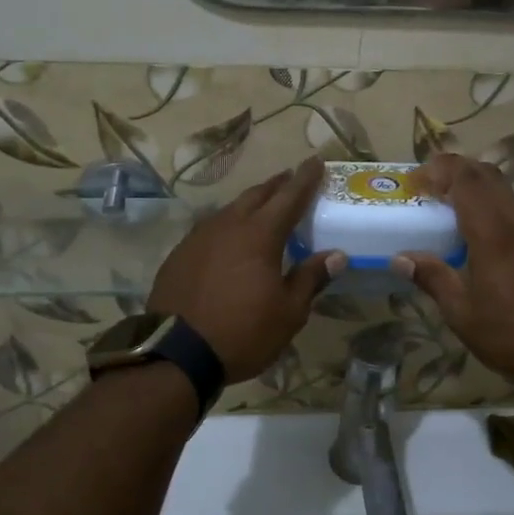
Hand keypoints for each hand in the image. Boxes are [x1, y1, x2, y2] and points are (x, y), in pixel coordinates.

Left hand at [148, 158, 343, 383]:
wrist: (177, 353)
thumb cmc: (243, 332)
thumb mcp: (288, 312)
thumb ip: (311, 278)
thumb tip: (336, 255)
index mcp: (260, 235)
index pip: (289, 197)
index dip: (306, 179)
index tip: (317, 161)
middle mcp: (228, 226)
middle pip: (257, 195)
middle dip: (277, 185)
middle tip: (291, 178)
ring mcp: (199, 238)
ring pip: (230, 209)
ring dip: (250, 203)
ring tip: (262, 206)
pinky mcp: (180, 254)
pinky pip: (210, 228)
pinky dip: (227, 225)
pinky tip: (229, 237)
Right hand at [392, 153, 513, 379]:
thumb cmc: (509, 332)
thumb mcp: (461, 312)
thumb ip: (432, 278)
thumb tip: (400, 258)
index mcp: (492, 233)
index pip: (466, 178)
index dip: (439, 169)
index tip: (415, 182)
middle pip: (487, 174)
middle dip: (455, 170)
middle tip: (428, 187)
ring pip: (503, 189)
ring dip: (474, 186)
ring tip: (447, 207)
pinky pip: (513, 208)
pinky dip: (490, 204)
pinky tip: (476, 232)